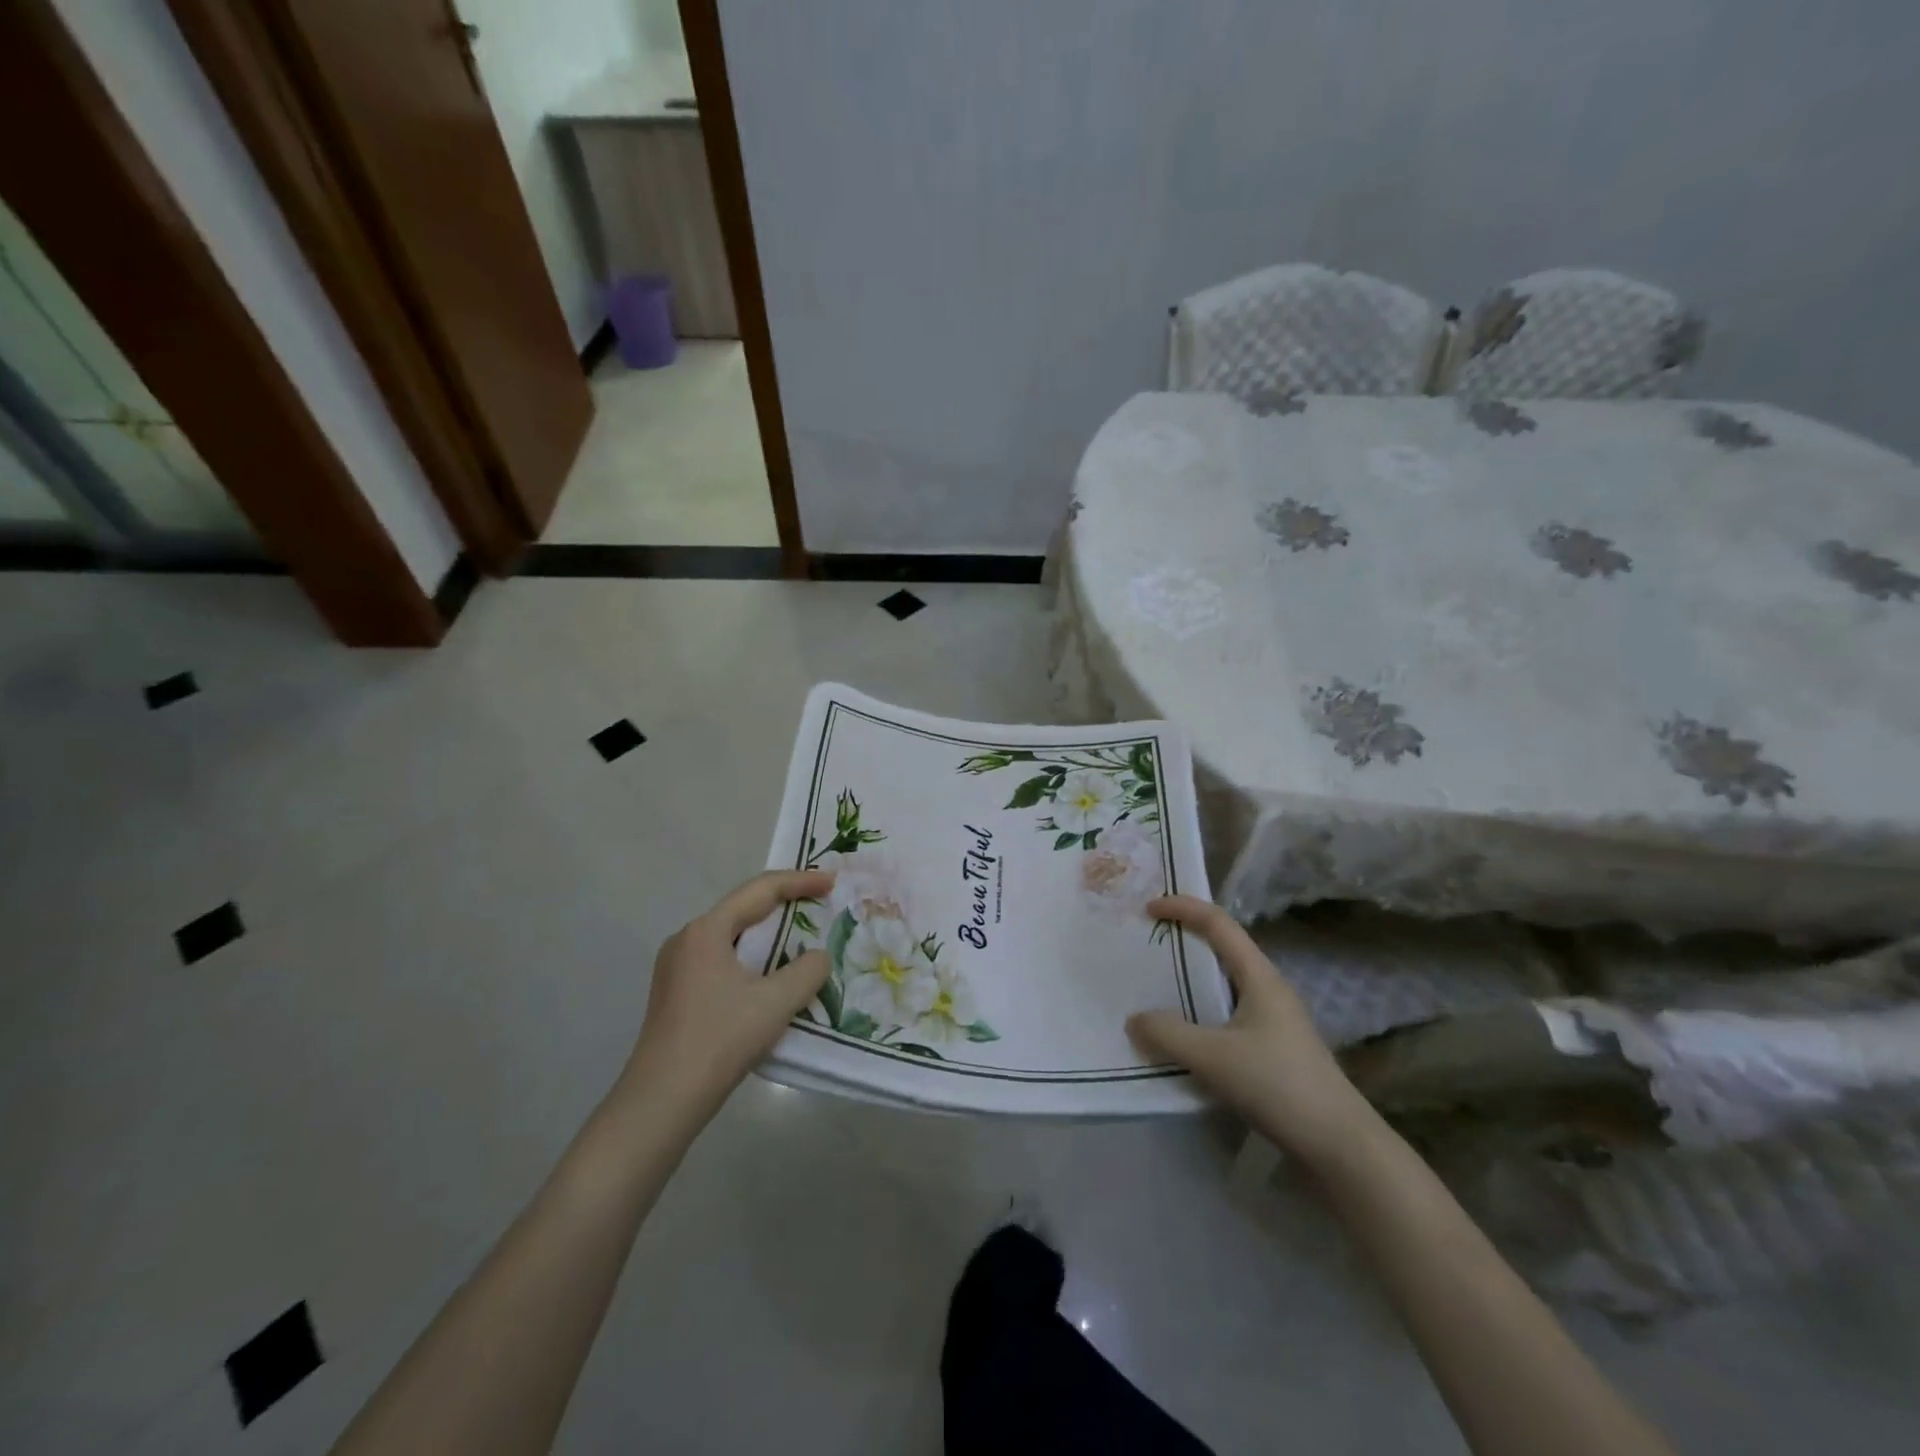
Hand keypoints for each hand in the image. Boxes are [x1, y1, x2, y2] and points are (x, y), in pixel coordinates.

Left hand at [615, 869, 833, 1128]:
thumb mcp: (775, 1002)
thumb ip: (808, 971)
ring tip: (801, 937)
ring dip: (767, 934)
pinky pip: (721, 958)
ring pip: (732, 936)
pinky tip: (769, 975)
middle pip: (743, 908)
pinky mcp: (676, 991)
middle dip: (784, 904)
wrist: (662, 1101)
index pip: (760, 890)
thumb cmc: (720, 1040)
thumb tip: (817, 957)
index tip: (832, 883)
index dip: (800, 882)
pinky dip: (751, 957)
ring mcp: (676, 966)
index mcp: (707, 931)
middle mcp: (687, 939)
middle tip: (820, 904)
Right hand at [1127, 895, 1374, 1163]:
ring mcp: (1274, 1020)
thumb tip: (1135, 1020)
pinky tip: (1183, 1037)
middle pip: (1222, 949)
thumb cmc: (1278, 1086)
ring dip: (1191, 980)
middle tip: (1147, 945)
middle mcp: (1268, 989)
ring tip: (1155, 988)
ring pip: (1224, 984)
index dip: (1183, 908)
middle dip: (1184, 940)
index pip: (1218, 923)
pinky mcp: (1274, 1049)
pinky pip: (1228, 1015)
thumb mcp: (1213, 1058)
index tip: (1148, 908)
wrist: (1340, 1145)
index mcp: (1260, 977)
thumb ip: (1168, 1035)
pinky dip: (1200, 1013)